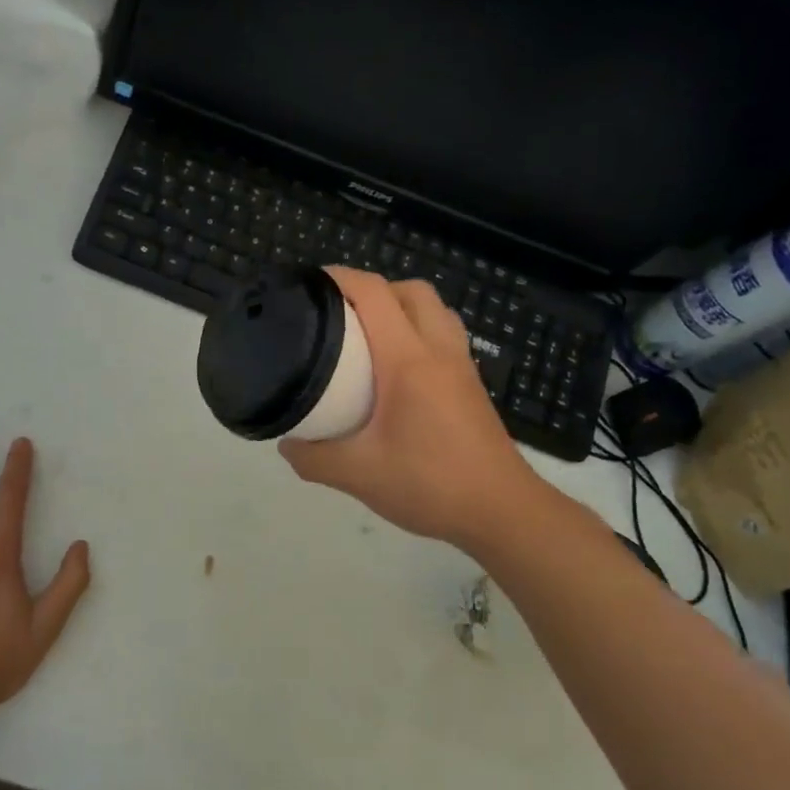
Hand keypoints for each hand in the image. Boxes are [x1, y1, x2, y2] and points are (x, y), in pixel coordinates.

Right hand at [279, 268, 552, 551]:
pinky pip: (446, 335)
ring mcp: (462, 366)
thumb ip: (314, 458)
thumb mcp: (359, 475)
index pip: (375, 294)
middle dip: (374, 289)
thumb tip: (288, 444)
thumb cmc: (431, 484)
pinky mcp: (473, 385)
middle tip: (342, 314)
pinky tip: (399, 370)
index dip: (341, 278)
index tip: (310, 284)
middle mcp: (439, 351)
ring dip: (402, 307)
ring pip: (435, 310)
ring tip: (370, 336)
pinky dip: (420, 331)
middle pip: (412, 291)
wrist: (501, 511)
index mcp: (408, 360)